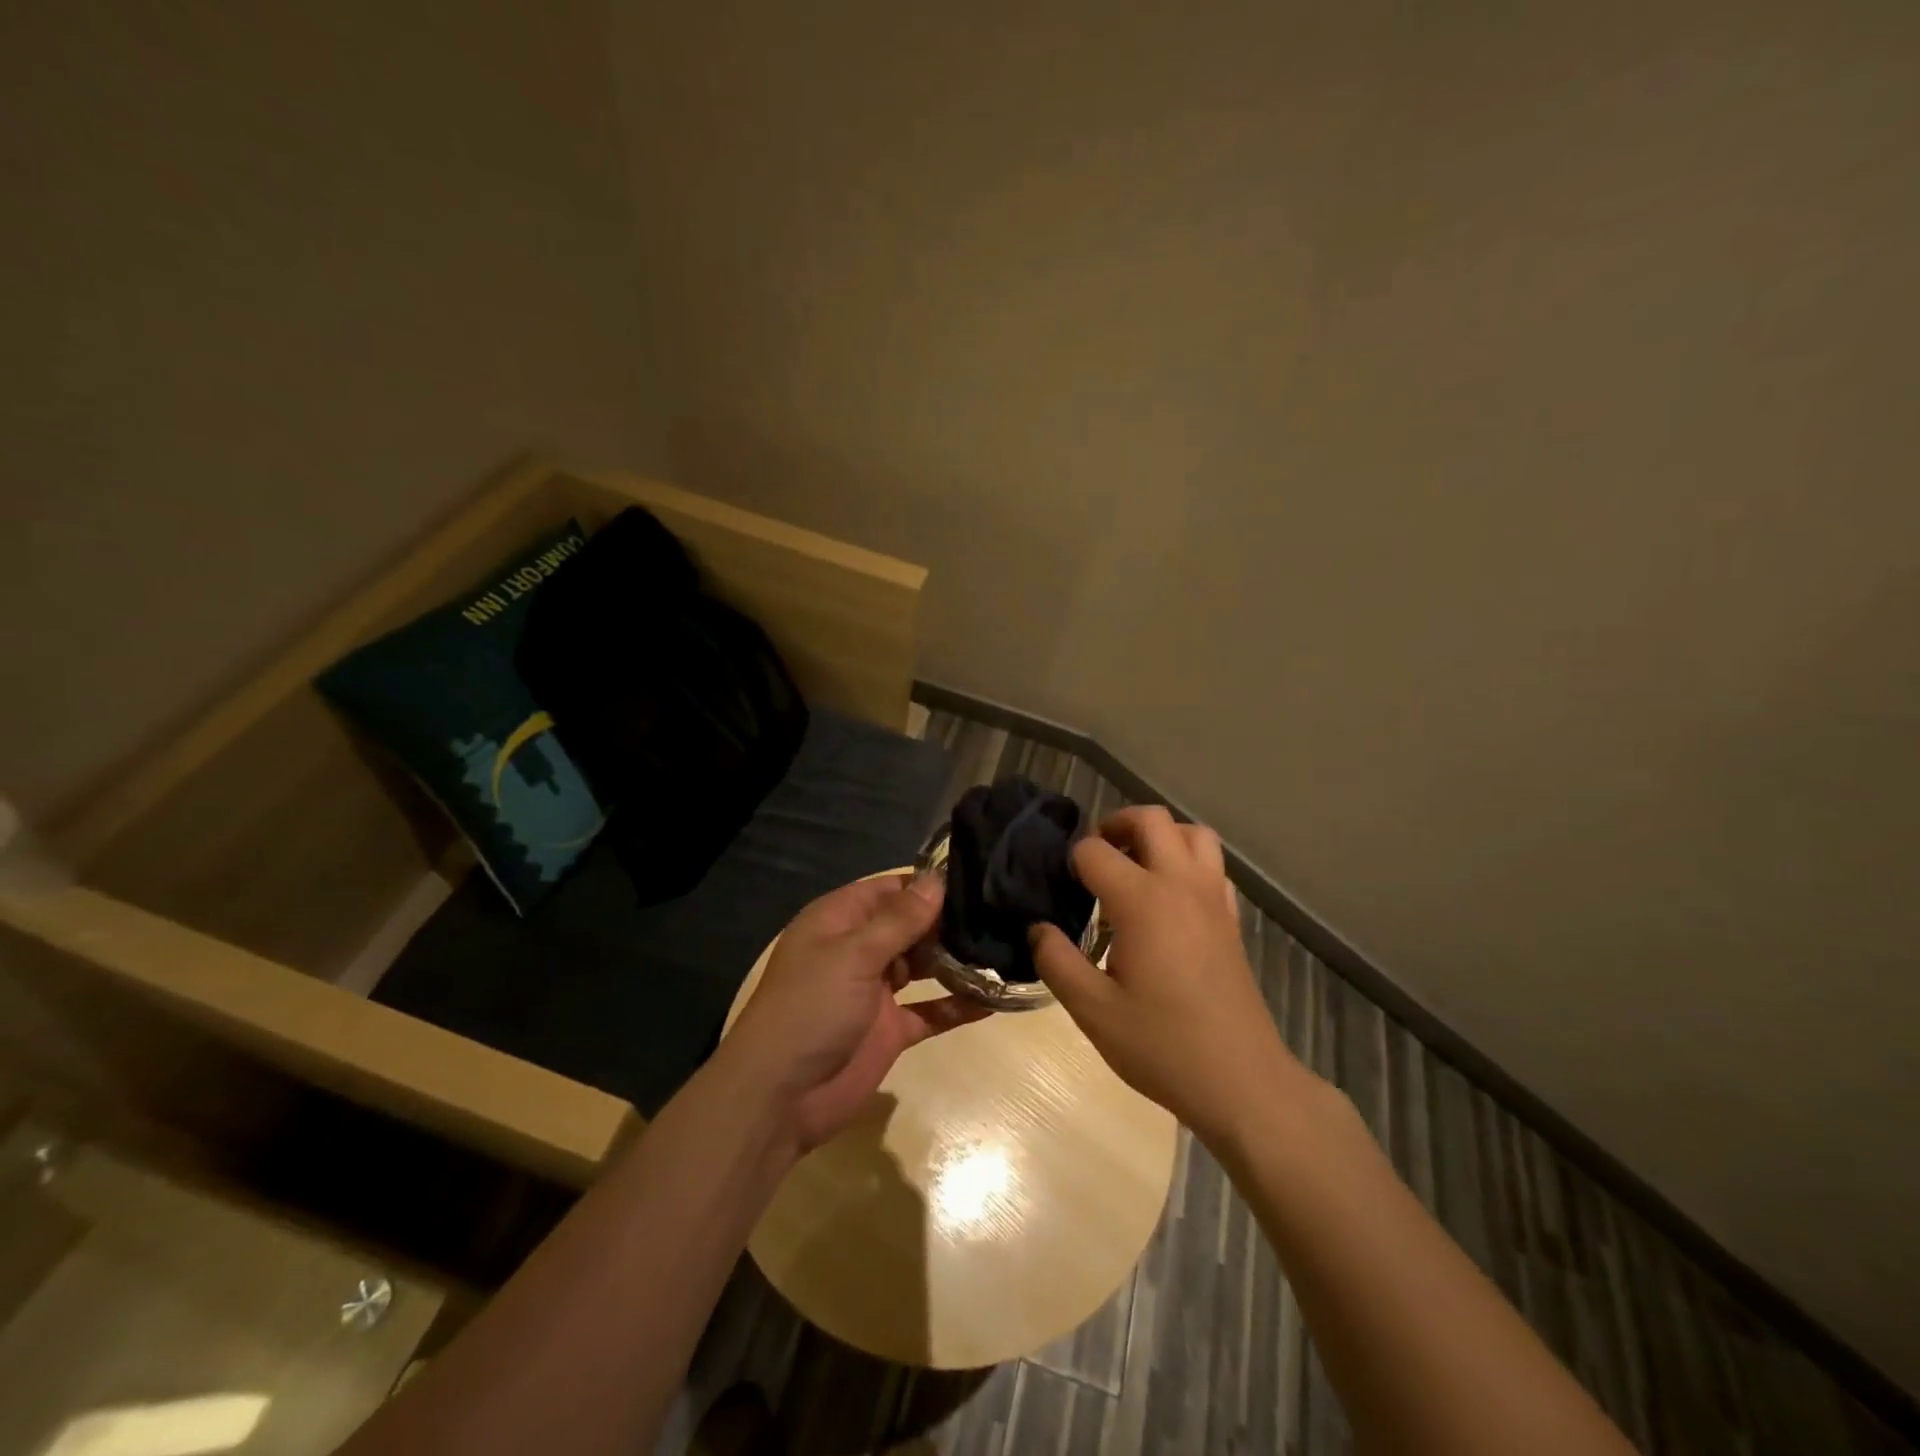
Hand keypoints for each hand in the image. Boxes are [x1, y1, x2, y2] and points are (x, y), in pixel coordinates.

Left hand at [728, 873, 988, 1150]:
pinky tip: (995, 998)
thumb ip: (898, 920)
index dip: (926, 885)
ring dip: (957, 960)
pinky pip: (931, 1010)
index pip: (889, 890)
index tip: (974, 881)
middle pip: (910, 926)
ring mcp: (877, 991)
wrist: (779, 1096)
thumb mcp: (853, 955)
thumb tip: (936, 880)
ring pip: (925, 966)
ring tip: (1005, 948)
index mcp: (840, 922)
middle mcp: (859, 950)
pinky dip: (958, 1005)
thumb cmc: (811, 1008)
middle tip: (1001, 913)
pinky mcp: (891, 1029)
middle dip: (949, 921)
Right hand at [1030, 806, 1308, 1144]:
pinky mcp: (1231, 919)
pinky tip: (1170, 899)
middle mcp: (1180, 885)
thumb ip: (1057, 962)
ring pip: (1192, 833)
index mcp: (1142, 901)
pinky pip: (1213, 866)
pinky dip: (1189, 863)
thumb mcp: (1093, 1011)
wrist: (1241, 1081)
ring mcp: (1213, 899)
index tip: (1059, 887)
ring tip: (1135, 867)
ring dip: (1160, 835)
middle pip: (1150, 819)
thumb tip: (1037, 928)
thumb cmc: (1162, 1046)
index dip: (1070, 861)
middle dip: (1115, 825)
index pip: (1094, 851)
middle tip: (1094, 858)